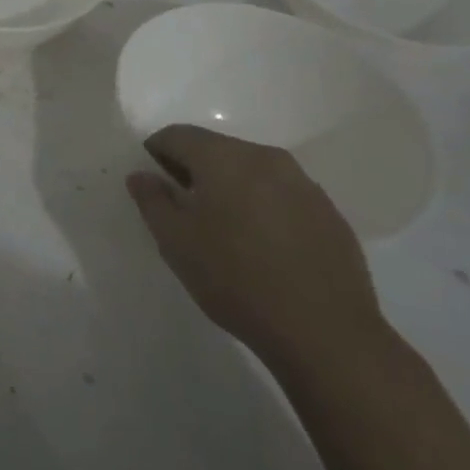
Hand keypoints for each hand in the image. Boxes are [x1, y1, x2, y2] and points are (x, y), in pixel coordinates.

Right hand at [126, 125, 383, 372]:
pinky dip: (265, 206)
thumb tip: (140, 175)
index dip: (156, 152)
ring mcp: (303, 183)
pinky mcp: (329, 213)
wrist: (327, 334)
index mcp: (223, 157)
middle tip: (184, 208)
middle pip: (216, 149)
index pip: (177, 135)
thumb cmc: (237, 280)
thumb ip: (152, 201)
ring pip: (252, 170)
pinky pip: (283, 195)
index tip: (152, 182)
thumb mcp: (177, 243)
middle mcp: (264, 156)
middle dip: (195, 169)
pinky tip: (264, 246)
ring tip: (225, 228)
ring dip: (232, 187)